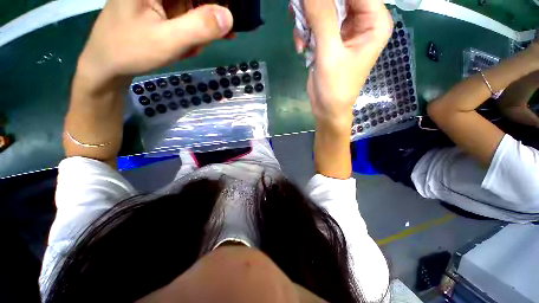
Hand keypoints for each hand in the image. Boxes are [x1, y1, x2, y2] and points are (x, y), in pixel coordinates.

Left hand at [77, 0, 232, 87]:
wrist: (106, 64)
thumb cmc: (130, 50)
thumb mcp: (168, 41)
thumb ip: (198, 27)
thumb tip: (228, 16)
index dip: (215, 2)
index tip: (224, 22)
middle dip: (204, 22)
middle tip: (201, 44)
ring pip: (191, 8)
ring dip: (197, 31)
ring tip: (187, 50)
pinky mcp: (158, 7)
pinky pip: (183, 16)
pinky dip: (189, 34)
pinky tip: (183, 47)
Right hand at [295, 0, 392, 128]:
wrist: (327, 109)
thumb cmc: (335, 87)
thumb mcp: (329, 53)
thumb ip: (322, 18)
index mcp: (374, 21)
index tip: (310, 2)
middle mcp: (362, 21)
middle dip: (315, 6)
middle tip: (297, 12)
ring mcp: (345, 29)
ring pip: (323, 7)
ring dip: (307, 20)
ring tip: (301, 39)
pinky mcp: (331, 38)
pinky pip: (316, 23)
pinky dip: (305, 32)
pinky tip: (301, 47)